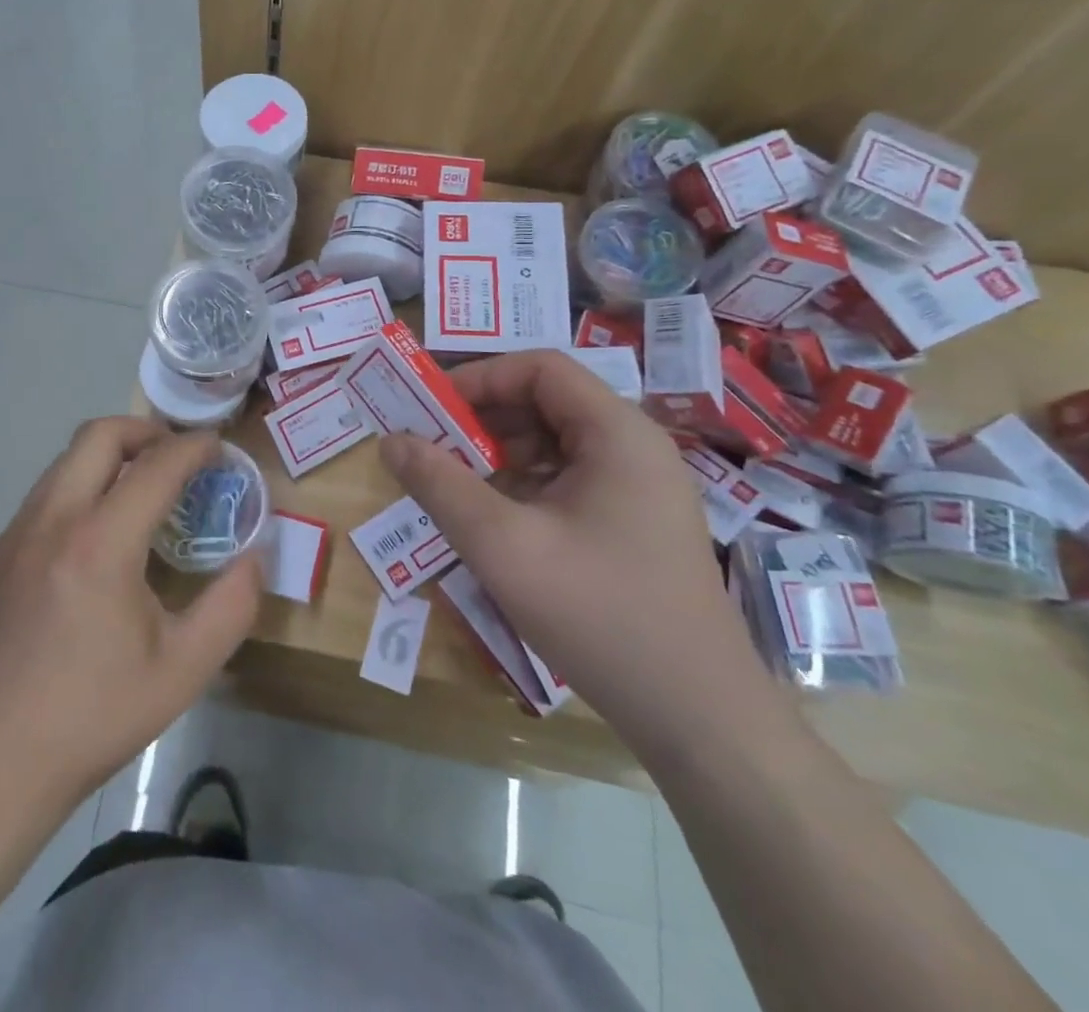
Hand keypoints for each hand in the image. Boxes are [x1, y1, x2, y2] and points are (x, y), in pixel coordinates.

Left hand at [0, 418, 261, 810]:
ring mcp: (17, 533)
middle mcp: (53, 519)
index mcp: (100, 542)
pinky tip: (99, 535)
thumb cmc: (92, 716)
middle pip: (99, 435)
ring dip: (110, 455)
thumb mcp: (183, 670)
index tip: (218, 447)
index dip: (193, 448)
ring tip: (143, 491)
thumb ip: (231, 606)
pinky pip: (47, 492)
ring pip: (67, 459)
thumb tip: (255, 557)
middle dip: (146, 431)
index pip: (155, 466)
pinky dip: (82, 484)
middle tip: (178, 458)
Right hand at [379, 350, 792, 764]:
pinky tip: (490, 520)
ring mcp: (637, 489)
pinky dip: (522, 488)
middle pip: (546, 403)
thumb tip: (390, 441)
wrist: (699, 719)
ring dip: (497, 455)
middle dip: (481, 419)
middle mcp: (633, 448)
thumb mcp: (503, 546)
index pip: (540, 369)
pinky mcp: (633, 525)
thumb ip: (440, 485)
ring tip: (450, 484)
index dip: (479, 378)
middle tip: (428, 446)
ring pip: (553, 445)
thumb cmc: (599, 615)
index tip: (428, 408)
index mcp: (617, 433)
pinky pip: (566, 483)